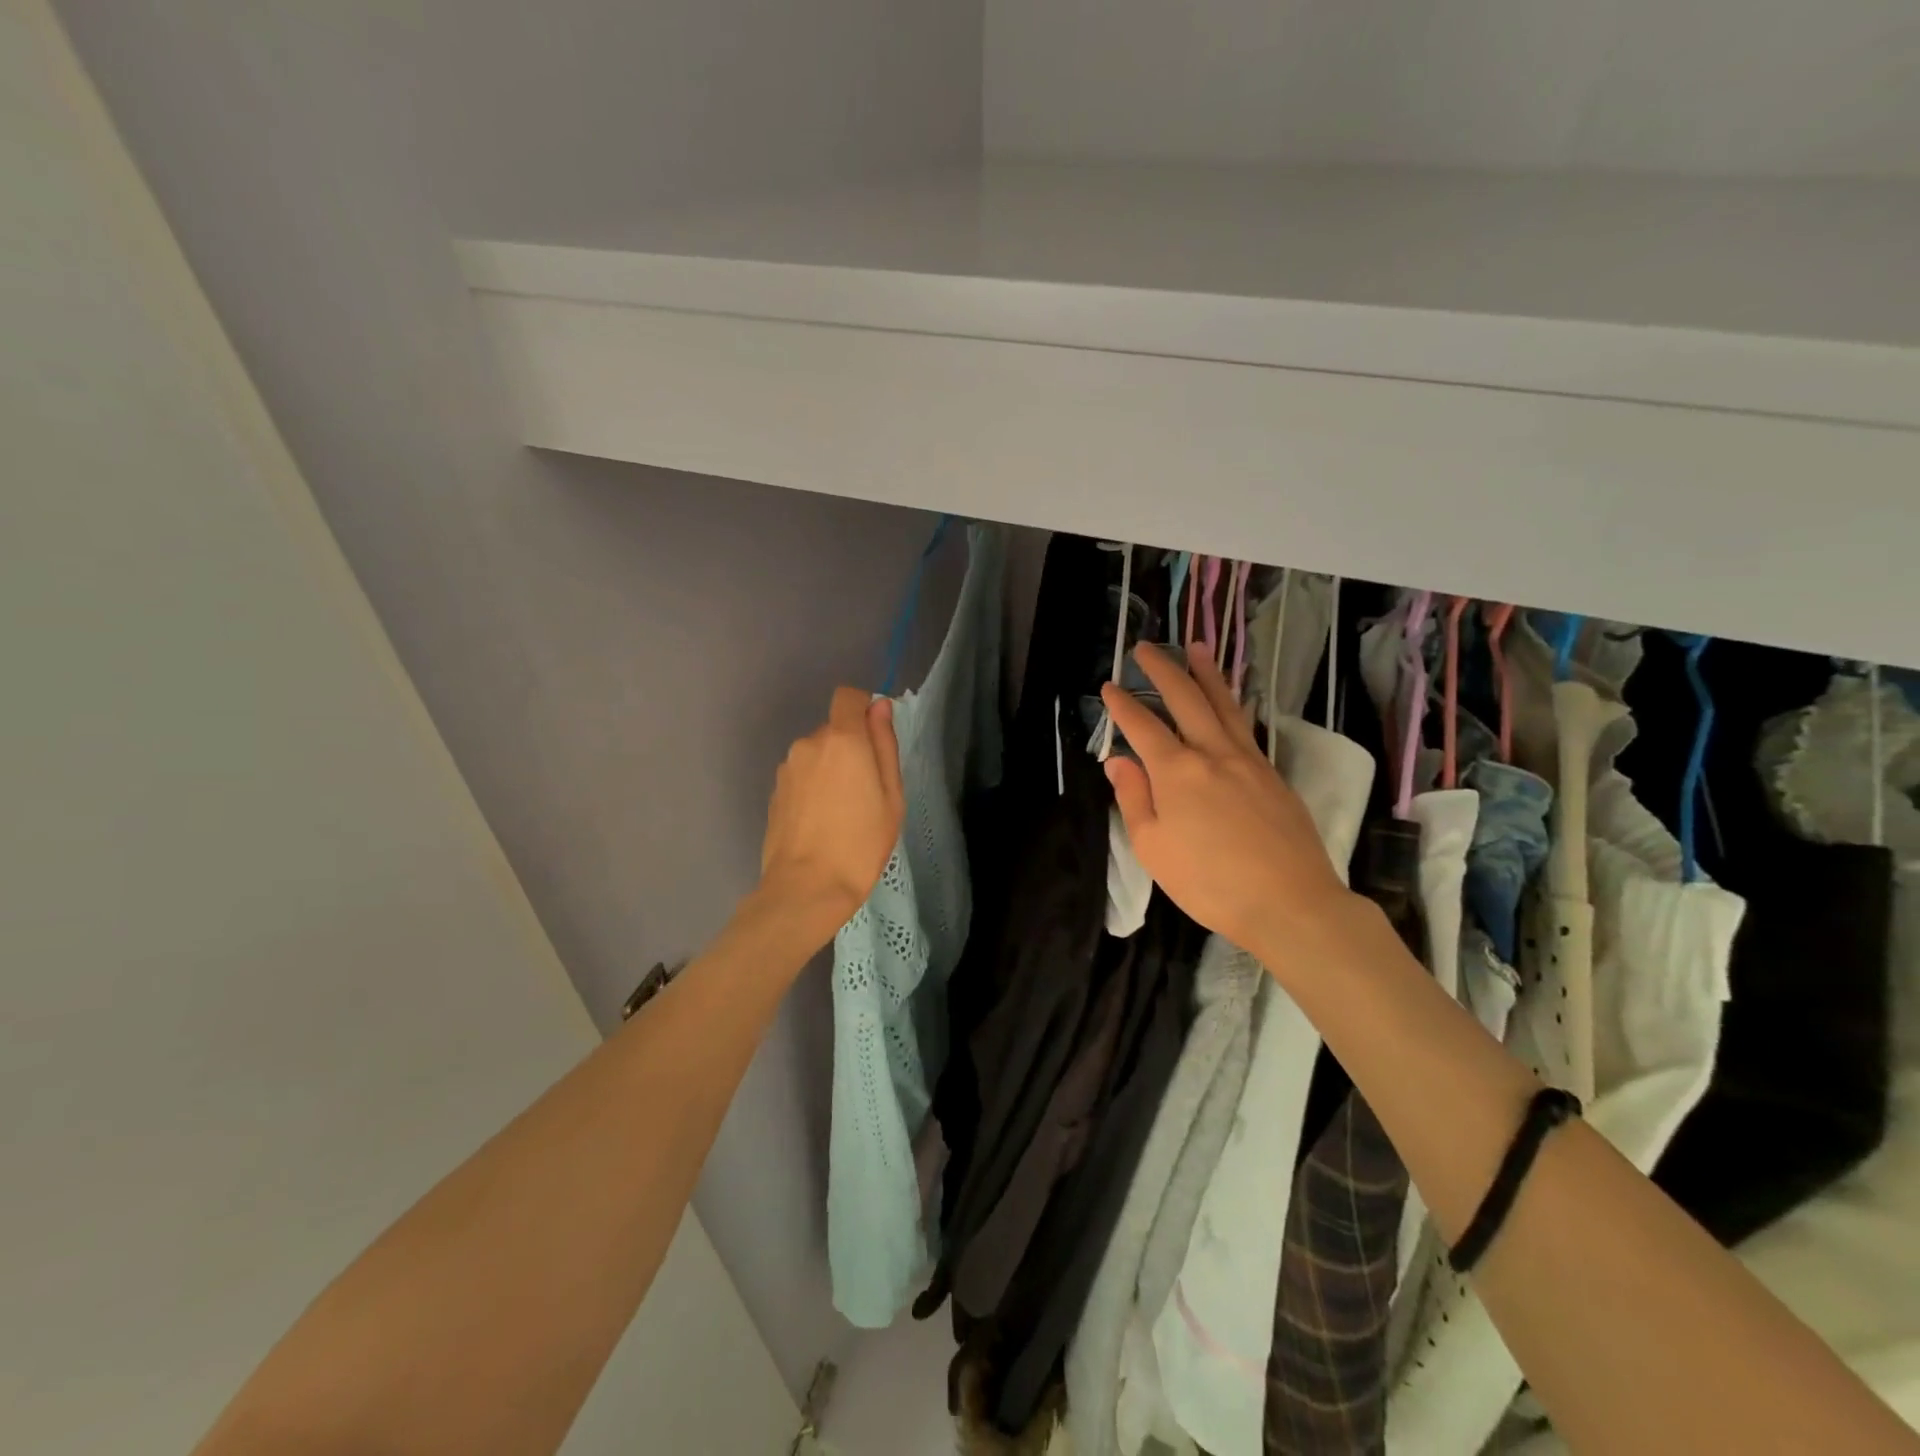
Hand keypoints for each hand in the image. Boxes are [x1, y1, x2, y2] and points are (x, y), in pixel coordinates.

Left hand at [757, 686, 905, 942]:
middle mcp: (809, 743)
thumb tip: (880, 707)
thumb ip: (884, 744)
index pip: (847, 696)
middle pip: (834, 729)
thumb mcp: (891, 795)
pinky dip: (814, 787)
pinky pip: (802, 775)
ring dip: (831, 769)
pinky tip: (821, 822)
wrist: (806, 888)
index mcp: (842, 739)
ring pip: (817, 753)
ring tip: (843, 812)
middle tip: (867, 791)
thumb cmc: (861, 843)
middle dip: (851, 748)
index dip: (863, 708)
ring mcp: (787, 768)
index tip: (876, 737)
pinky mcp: (775, 791)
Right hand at [1101, 644, 1353, 955]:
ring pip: (1224, 704)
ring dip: (1206, 673)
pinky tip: (1231, 700)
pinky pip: (1247, 725)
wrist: (1290, 903)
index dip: (1123, 705)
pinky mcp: (1274, 774)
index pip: (1143, 726)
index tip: (1110, 687)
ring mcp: (1249, 760)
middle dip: (1163, 669)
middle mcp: (1213, 753)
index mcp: (1177, 772)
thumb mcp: (1153, 848)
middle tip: (1147, 647)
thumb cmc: (1209, 882)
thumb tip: (1119, 761)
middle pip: (1186, 699)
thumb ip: (1134, 799)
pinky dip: (1233, 703)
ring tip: (1196, 648)